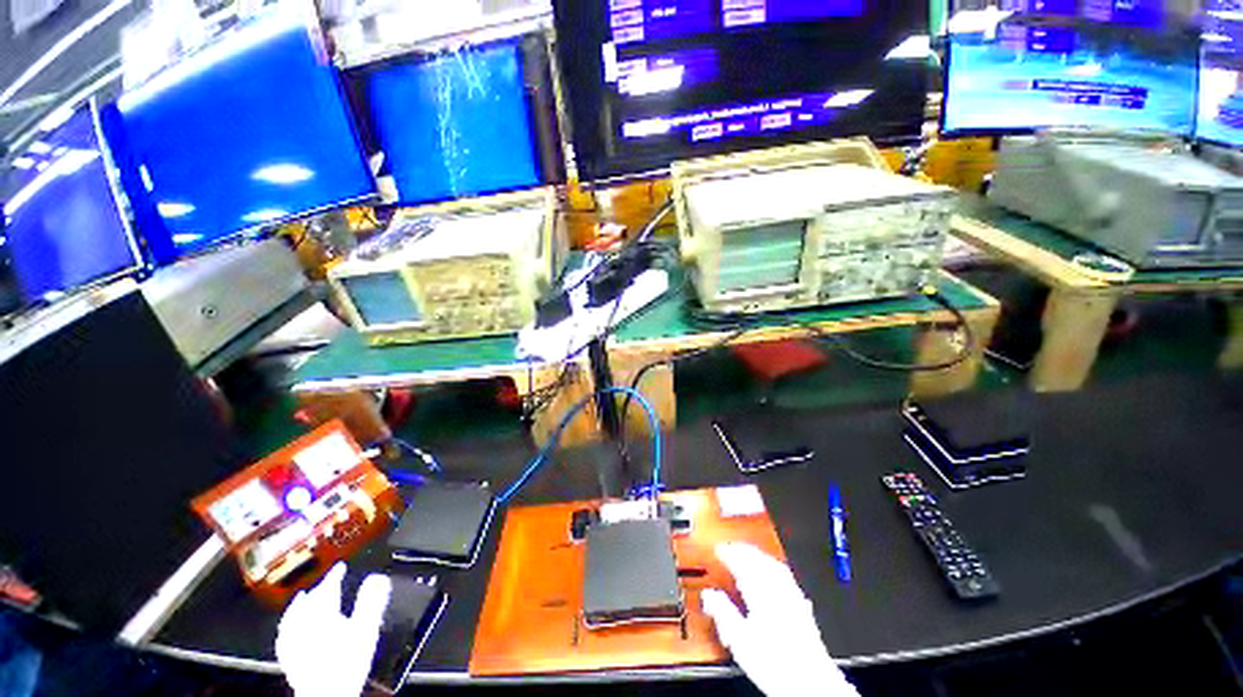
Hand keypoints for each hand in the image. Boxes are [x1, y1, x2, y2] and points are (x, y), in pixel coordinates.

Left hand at [276, 563, 390, 696]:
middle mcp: (303, 624)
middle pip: (310, 600)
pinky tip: (288, 628)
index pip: (327, 587)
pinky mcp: (288, 658)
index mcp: (322, 613)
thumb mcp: (366, 628)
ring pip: (293, 616)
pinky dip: (288, 626)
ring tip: (303, 597)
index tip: (340, 567)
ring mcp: (292, 641)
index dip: (335, 575)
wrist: (327, 693)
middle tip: (328, 582)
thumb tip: (378, 578)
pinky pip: (284, 635)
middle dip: (319, 589)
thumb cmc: (347, 662)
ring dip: (300, 605)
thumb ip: (371, 601)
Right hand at [702, 543, 857, 696]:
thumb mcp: (740, 639)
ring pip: (774, 565)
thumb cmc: (776, 664)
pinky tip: (774, 575)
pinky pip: (786, 577)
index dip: (728, 552)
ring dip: (759, 556)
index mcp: (761, 592)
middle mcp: (778, 589)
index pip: (742, 562)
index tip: (718, 549)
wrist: (810, 683)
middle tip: (731, 548)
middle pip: (760, 559)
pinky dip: (775, 569)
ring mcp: (793, 596)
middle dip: (743, 551)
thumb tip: (709, 595)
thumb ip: (722, 613)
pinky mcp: (803, 607)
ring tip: (749, 555)